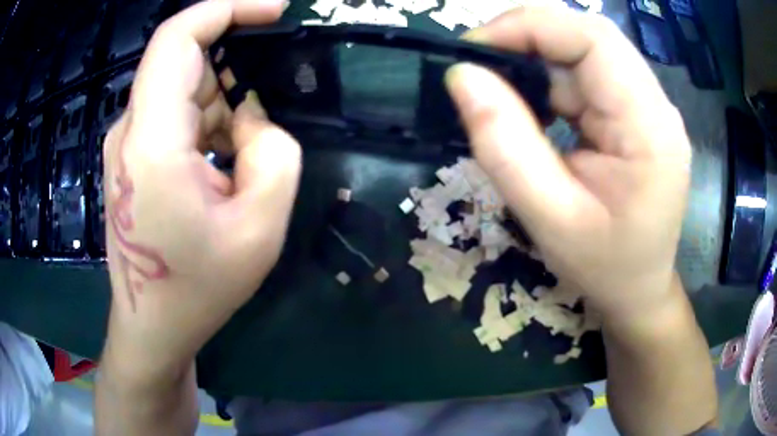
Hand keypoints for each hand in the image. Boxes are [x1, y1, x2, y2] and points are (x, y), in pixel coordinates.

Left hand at [102, 0, 299, 377]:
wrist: (152, 325)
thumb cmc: (198, 288)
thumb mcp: (259, 228)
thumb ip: (273, 155)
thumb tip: (252, 119)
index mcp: (152, 139)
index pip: (178, 37)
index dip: (227, 8)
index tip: (273, 11)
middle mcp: (131, 129)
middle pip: (184, 61)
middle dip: (234, 70)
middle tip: (266, 115)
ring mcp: (126, 142)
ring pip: (182, 89)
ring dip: (222, 105)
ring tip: (242, 160)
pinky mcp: (130, 157)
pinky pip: (173, 114)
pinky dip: (206, 122)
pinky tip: (221, 166)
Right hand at [445, 7, 691, 322]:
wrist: (638, 290)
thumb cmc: (604, 268)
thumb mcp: (549, 220)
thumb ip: (505, 146)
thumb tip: (462, 76)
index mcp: (650, 128)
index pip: (593, 39)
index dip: (530, 27)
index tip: (474, 49)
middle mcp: (655, 105)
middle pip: (589, 37)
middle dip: (528, 38)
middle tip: (480, 67)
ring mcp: (646, 106)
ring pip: (584, 53)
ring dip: (537, 64)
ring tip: (505, 98)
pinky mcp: (634, 113)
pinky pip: (586, 76)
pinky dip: (550, 82)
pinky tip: (535, 114)